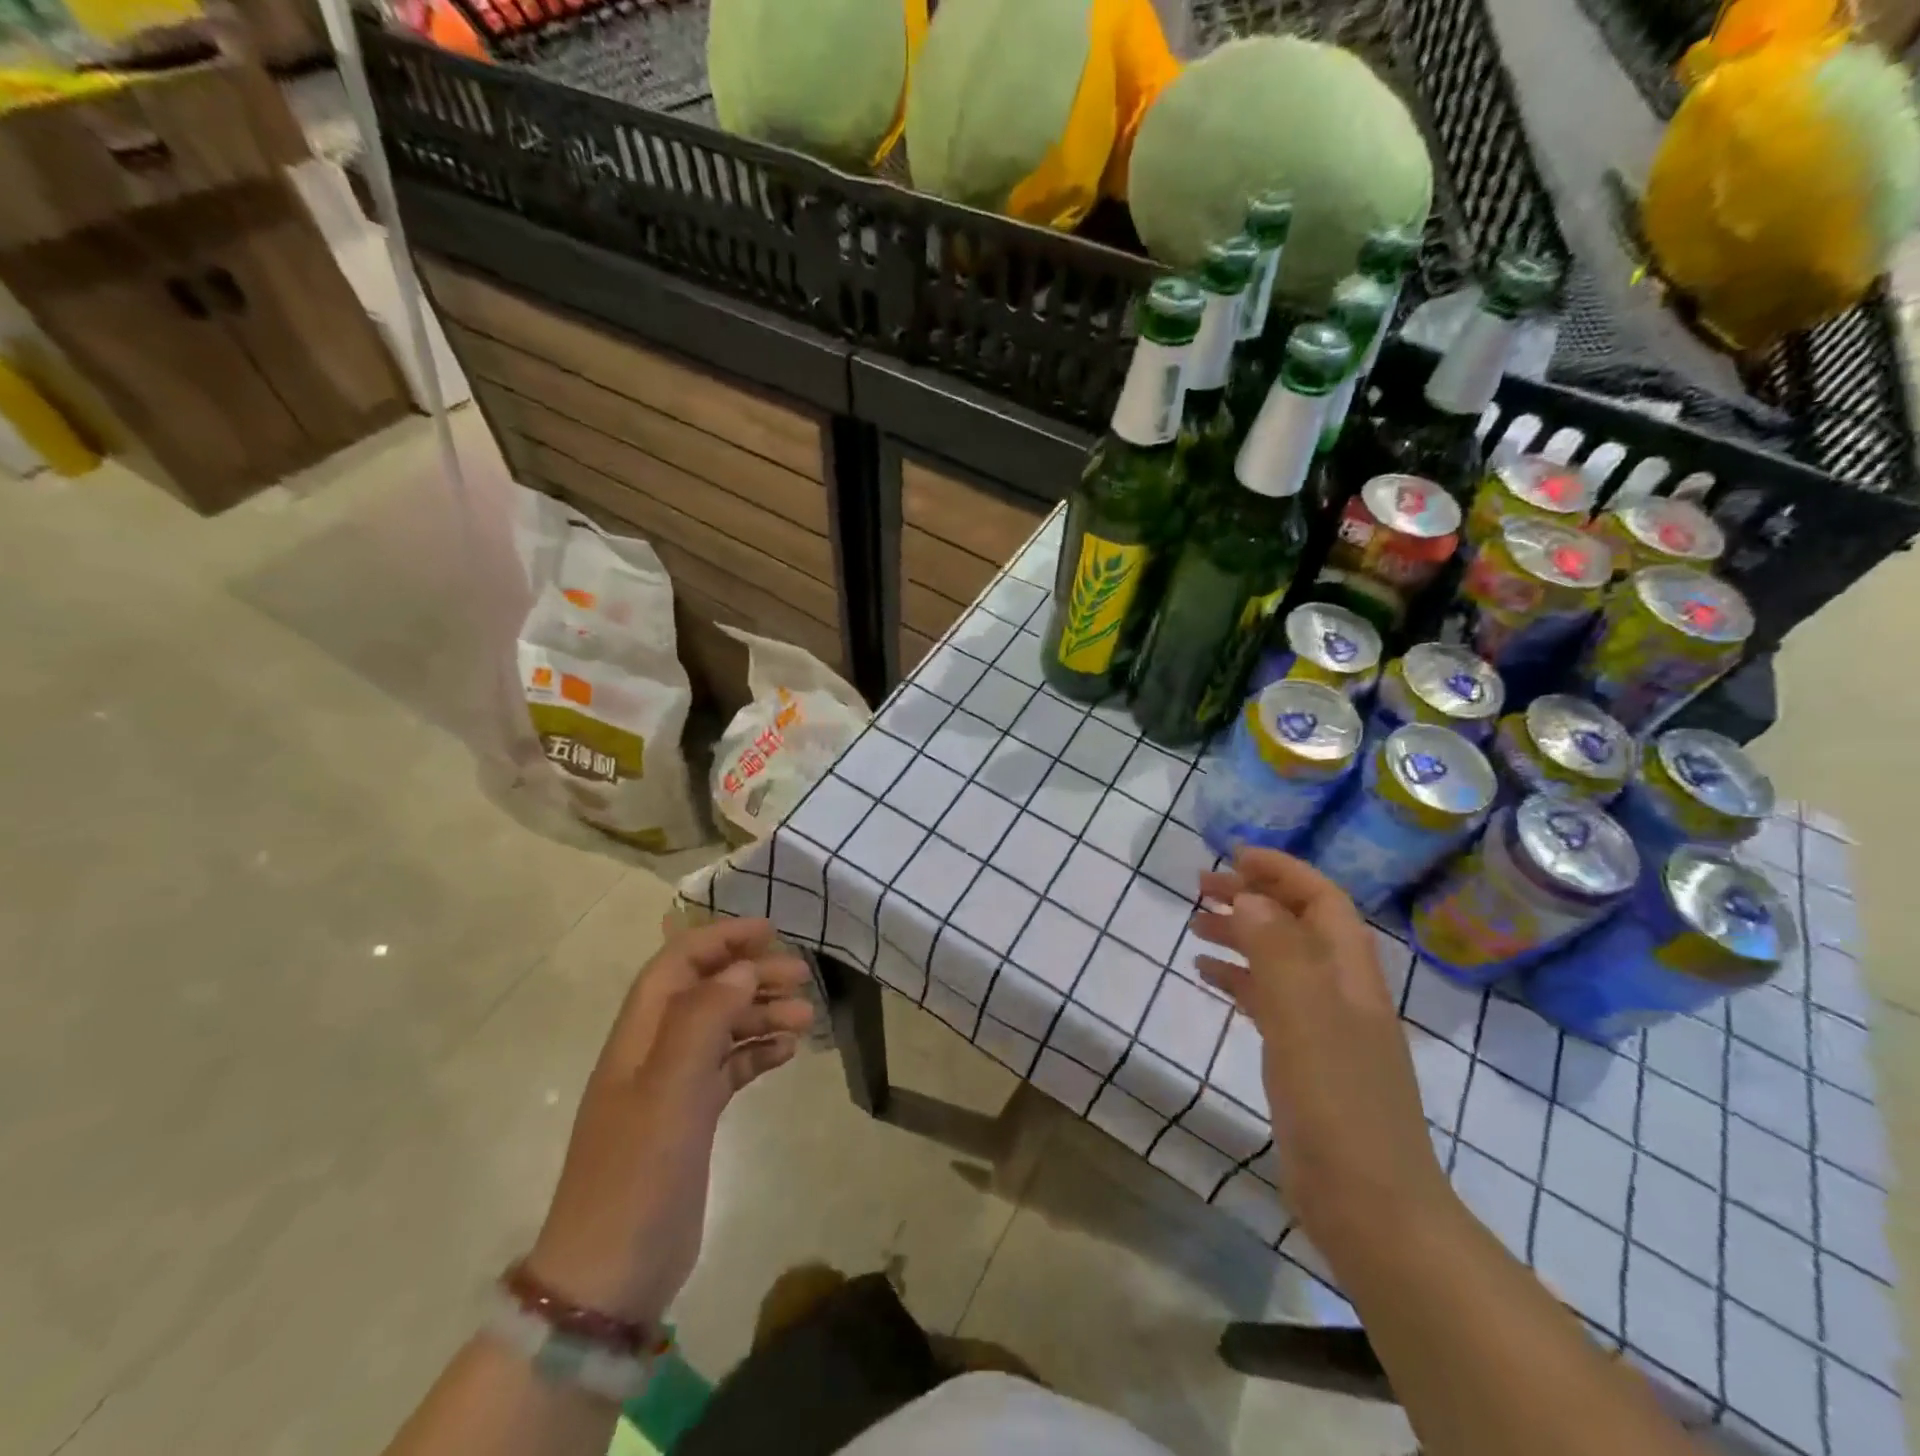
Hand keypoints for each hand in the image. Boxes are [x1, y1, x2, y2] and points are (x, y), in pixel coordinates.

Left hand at [524, 918, 813, 1325]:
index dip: (720, 939)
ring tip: (807, 1018)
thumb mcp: (670, 1089)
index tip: (769, 931)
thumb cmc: (637, 1174)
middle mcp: (654, 1053)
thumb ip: (704, 1020)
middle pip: (707, 992)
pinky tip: (787, 1053)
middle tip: (803, 978)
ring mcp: (672, 1088)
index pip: (678, 963)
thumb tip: (740, 970)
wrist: (610, 1278)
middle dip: (753, 975)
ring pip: (723, 1029)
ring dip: (762, 1014)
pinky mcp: (691, 1120)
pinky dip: (758, 1054)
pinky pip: (730, 1068)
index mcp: (639, 1036)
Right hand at [1190, 849, 1449, 1249]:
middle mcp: (1341, 990)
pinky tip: (1206, 975)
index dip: (1281, 870)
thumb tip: (1248, 897)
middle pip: (1297, 923)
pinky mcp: (1304, 1058)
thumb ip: (1276, 950)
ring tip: (1194, 924)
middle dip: (1253, 897)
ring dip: (1241, 934)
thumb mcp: (1304, 1017)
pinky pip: (1267, 999)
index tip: (1233, 856)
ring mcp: (1324, 1026)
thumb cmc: (1338, 1103)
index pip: (1321, 899)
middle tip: (1199, 887)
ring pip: (1279, 959)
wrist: (1370, 1206)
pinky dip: (1238, 978)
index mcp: (1350, 973)